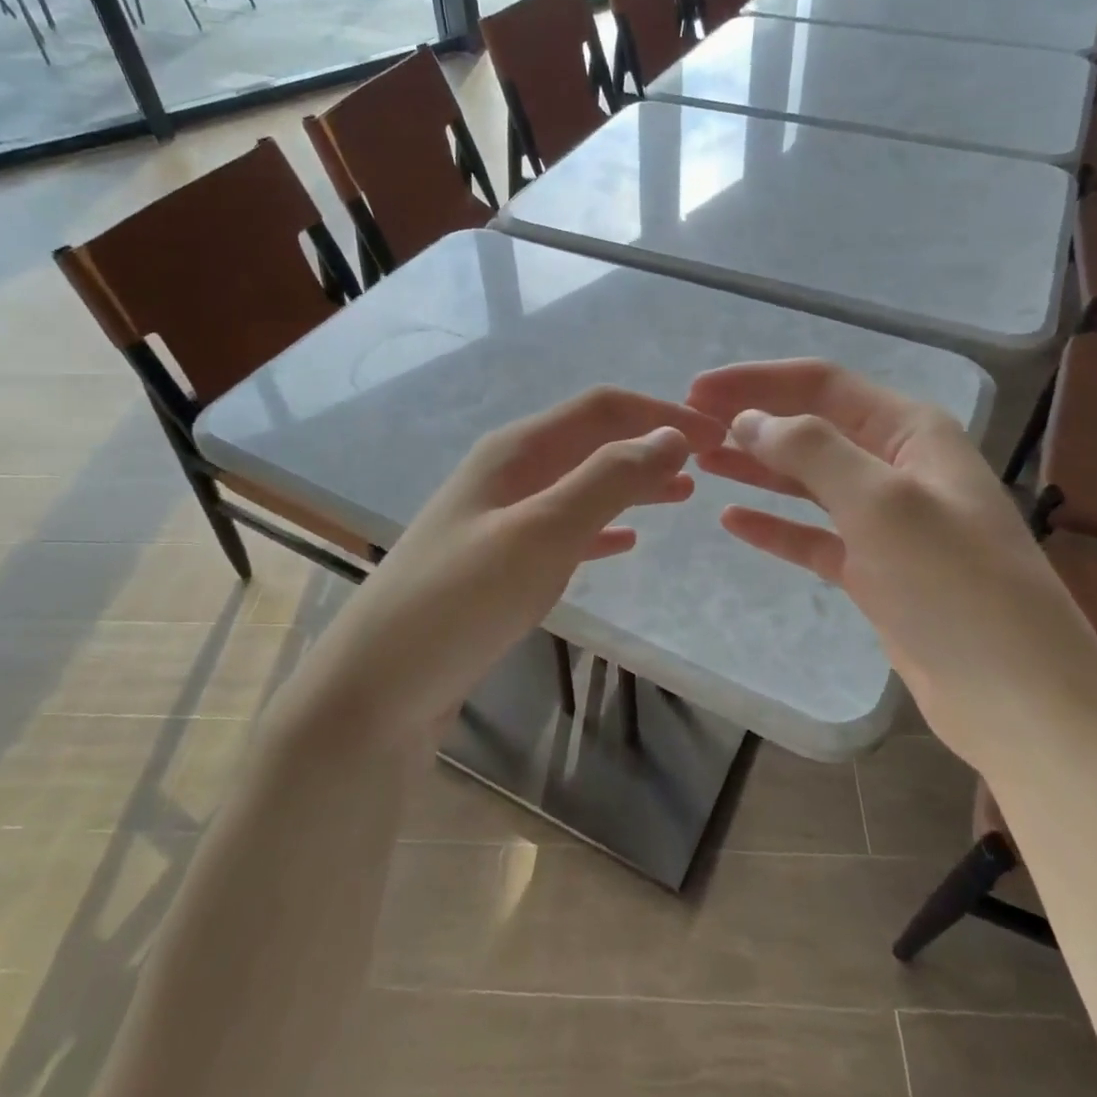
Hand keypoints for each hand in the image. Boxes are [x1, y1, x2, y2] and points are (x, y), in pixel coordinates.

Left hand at [289, 387, 725, 742]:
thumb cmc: (462, 601)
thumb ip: (608, 479)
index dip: (661, 413)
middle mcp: (508, 472)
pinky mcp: (498, 562)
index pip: (602, 408)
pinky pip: (564, 527)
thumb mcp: (542, 532)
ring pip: (581, 484)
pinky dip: (602, 526)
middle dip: (650, 444)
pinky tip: (626, 541)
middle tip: (710, 465)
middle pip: (592, 440)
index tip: (718, 436)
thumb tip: (673, 435)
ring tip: (683, 494)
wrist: (378, 688)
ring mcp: (500, 517)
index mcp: (516, 450)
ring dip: (632, 482)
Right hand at [687, 359, 1096, 769]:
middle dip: (752, 422)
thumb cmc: (957, 587)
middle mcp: (898, 466)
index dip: (757, 381)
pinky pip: (812, 535)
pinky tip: (732, 520)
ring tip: (702, 462)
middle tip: (689, 429)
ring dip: (757, 468)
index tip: (697, 391)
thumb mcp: (883, 503)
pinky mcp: (875, 570)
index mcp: (911, 431)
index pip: (821, 385)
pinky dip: (774, 526)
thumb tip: (748, 420)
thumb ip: (812, 451)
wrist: (1021, 702)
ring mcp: (887, 521)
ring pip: (808, 480)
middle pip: (811, 428)